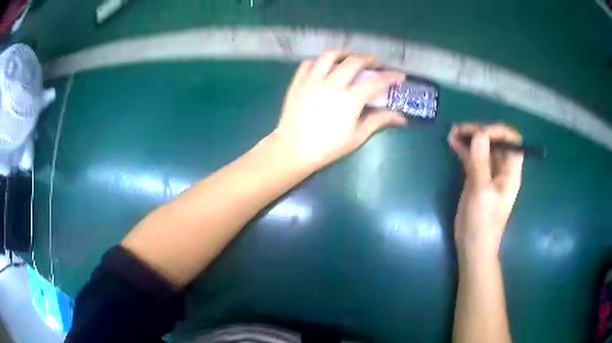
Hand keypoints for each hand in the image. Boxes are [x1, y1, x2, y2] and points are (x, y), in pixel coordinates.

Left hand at [270, 50, 406, 170]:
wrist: (293, 149)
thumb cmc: (327, 147)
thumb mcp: (357, 136)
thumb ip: (378, 121)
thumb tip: (401, 117)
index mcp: (349, 99)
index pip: (375, 82)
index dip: (390, 77)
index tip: (399, 75)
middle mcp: (331, 84)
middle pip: (353, 62)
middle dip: (369, 59)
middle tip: (375, 63)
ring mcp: (312, 80)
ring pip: (329, 56)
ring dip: (344, 53)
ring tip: (350, 57)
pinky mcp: (297, 82)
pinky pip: (309, 63)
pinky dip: (319, 61)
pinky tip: (324, 66)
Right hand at [449, 123, 523, 260]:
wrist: (473, 246)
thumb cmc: (483, 222)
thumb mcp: (482, 192)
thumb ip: (481, 162)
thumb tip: (479, 133)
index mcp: (511, 171)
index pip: (512, 141)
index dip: (499, 132)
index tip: (481, 133)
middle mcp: (502, 168)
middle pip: (496, 141)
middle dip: (481, 131)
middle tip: (461, 130)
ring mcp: (488, 173)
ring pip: (482, 147)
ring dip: (470, 137)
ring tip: (454, 132)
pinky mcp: (476, 178)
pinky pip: (472, 157)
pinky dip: (463, 148)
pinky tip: (452, 142)